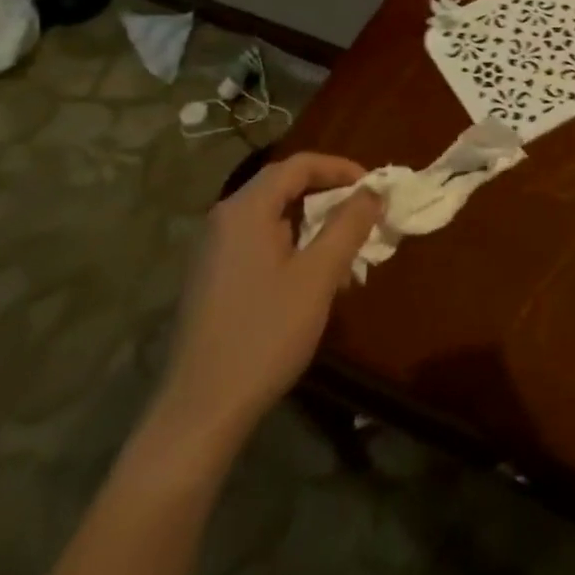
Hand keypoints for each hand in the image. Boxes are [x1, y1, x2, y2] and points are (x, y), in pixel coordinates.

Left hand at [145, 152, 384, 461]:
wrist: (201, 409)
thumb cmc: (265, 333)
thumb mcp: (318, 276)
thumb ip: (348, 226)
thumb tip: (373, 191)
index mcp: (246, 210)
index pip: (298, 165)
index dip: (340, 169)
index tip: (374, 188)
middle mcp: (224, 220)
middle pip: (283, 186)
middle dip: (329, 196)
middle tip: (365, 217)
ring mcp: (213, 250)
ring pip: (272, 217)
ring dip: (313, 223)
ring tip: (346, 250)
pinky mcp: (212, 278)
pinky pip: (259, 242)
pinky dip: (292, 245)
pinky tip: (313, 278)